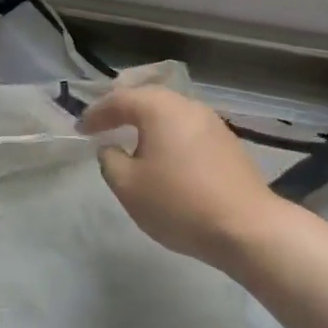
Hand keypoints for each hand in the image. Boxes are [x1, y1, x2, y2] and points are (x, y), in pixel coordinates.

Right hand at [79, 86, 279, 266]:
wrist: (247, 229)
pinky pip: (187, 129)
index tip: (80, 129)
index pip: (120, 100)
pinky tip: (164, 154)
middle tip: (103, 123)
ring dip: (148, 122)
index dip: (96, 113)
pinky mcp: (227, 143)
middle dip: (123, 110)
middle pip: (148, 98)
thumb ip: (110, 161)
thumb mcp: (129, 186)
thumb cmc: (179, 203)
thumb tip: (112, 148)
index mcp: (160, 108)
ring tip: (131, 138)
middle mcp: (187, 106)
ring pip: (171, 113)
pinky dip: (169, 135)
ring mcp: (212, 122)